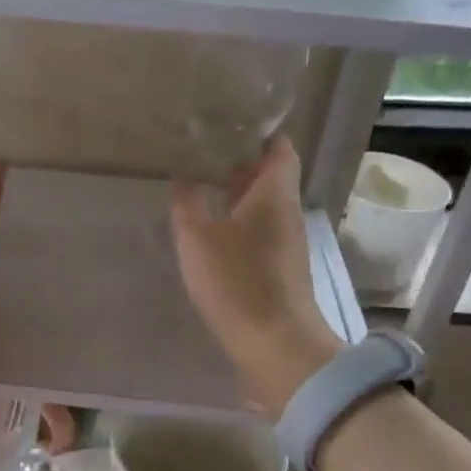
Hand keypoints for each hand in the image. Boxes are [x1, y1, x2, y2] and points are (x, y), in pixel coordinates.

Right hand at [171, 136, 338, 419]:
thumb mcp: (197, 238)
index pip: (279, 149)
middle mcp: (287, 212)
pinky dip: (238, 224)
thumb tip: (184, 178)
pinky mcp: (279, 270)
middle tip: (202, 155)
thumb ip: (187, 204)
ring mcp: (286, 243)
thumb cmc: (237, 281)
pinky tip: (211, 233)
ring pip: (262, 207)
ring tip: (199, 189)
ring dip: (236, 197)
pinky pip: (259, 233)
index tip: (229, 126)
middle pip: (270, 177)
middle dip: (239, 165)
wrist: (275, 344)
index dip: (259, 134)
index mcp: (274, 193)